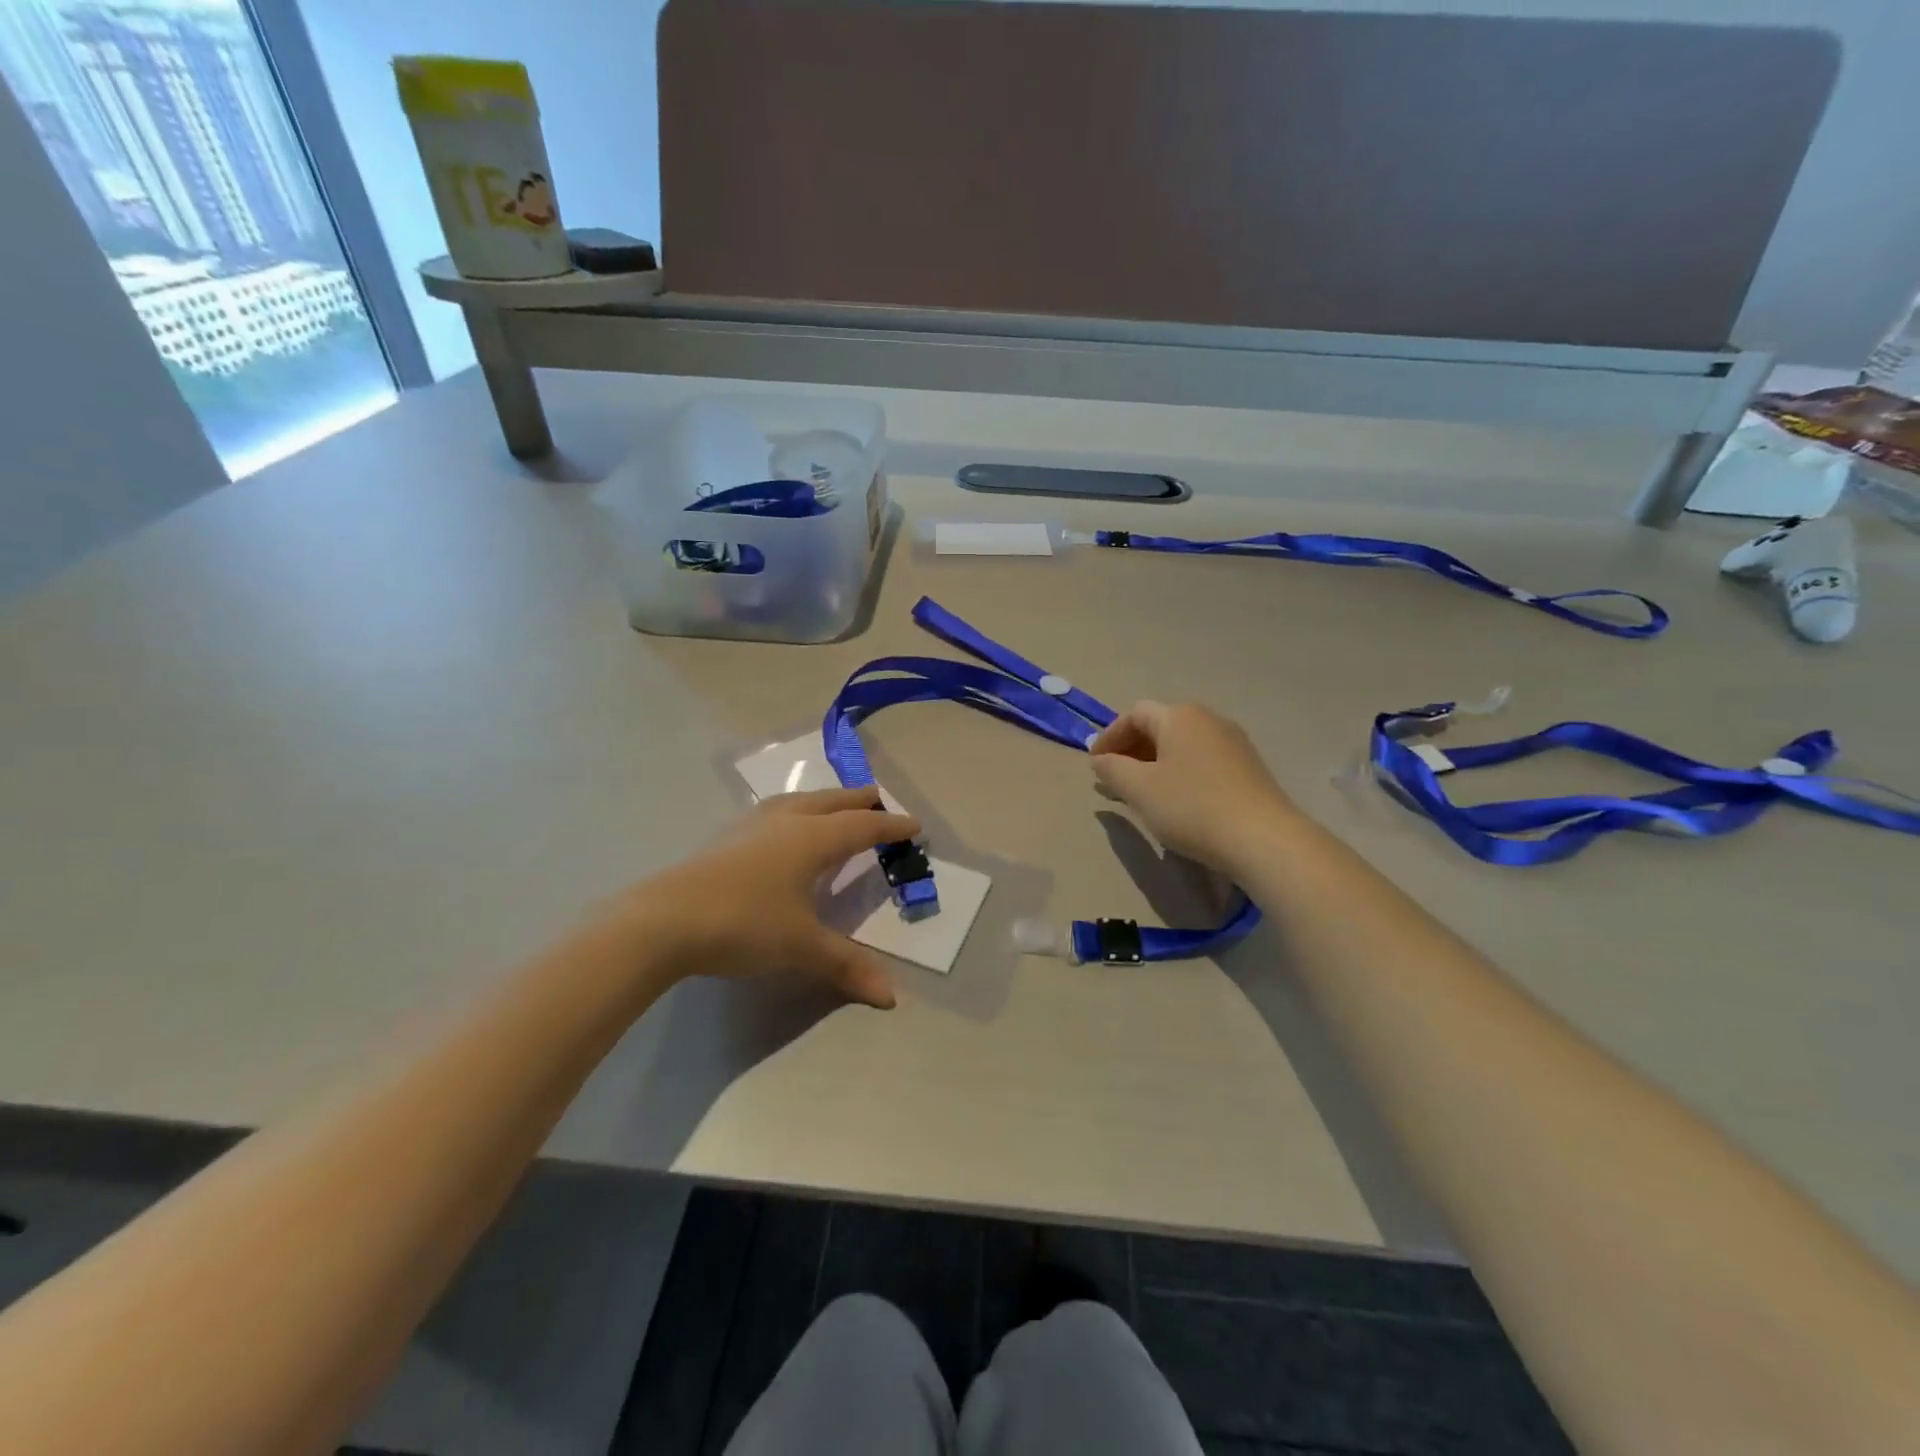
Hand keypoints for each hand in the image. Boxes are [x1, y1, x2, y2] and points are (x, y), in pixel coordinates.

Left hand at [623, 787, 920, 1008]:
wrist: (663, 920)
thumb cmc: (744, 924)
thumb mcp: (802, 948)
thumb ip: (847, 966)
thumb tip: (891, 997)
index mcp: (812, 839)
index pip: (863, 826)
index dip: (891, 827)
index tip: (915, 825)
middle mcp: (786, 822)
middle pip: (832, 802)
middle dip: (859, 801)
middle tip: (880, 801)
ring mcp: (751, 826)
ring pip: (798, 801)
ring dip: (824, 801)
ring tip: (834, 807)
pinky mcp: (725, 837)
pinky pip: (773, 812)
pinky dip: (793, 811)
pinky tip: (781, 828)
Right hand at [1089, 701, 1299, 872]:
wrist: (1263, 839)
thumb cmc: (1191, 807)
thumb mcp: (1140, 789)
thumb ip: (1112, 769)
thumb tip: (1100, 760)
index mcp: (1180, 716)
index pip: (1134, 714)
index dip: (1109, 737)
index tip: (1095, 765)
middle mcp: (1209, 720)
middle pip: (1160, 726)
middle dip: (1131, 751)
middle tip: (1113, 780)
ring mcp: (1233, 743)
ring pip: (1182, 745)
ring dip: (1155, 764)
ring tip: (1141, 793)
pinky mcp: (1249, 768)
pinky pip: (1202, 761)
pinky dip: (1180, 773)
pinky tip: (1176, 801)